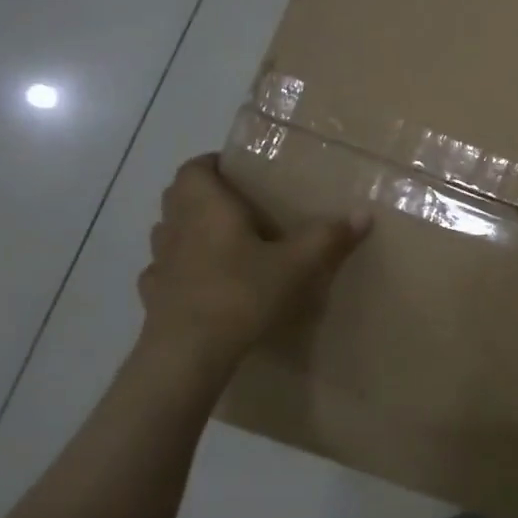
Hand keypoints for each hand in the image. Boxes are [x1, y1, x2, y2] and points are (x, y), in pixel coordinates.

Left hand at [137, 154, 369, 362]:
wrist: (189, 353)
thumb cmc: (242, 293)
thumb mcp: (297, 264)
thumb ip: (328, 236)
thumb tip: (364, 213)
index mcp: (206, 206)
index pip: (194, 168)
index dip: (213, 164)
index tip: (239, 172)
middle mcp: (176, 226)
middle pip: (179, 196)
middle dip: (205, 195)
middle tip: (241, 206)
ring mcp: (160, 262)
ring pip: (170, 232)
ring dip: (190, 230)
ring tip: (225, 243)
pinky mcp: (153, 295)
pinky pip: (167, 270)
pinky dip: (183, 269)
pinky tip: (206, 283)